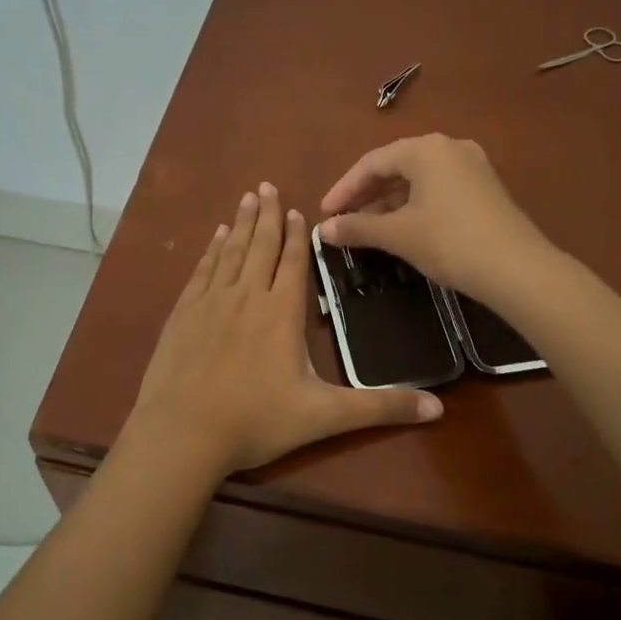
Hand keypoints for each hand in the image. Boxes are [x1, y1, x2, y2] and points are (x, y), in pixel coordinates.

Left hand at [128, 183, 442, 474]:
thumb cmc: (256, 421)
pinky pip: (202, 270)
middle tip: (267, 186)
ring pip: (231, 252)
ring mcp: (210, 302)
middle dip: (267, 215)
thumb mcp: (324, 417)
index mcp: (281, 313)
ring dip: (241, 224)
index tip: (297, 210)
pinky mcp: (182, 314)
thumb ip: (379, 408)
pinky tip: (216, 238)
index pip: (293, 263)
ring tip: (246, 198)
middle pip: (260, 246)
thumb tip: (438, 408)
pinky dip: (212, 250)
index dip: (296, 236)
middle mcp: (246, 296)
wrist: (182, 434)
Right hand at [316, 134, 547, 298]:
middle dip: (366, 195)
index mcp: (426, 149)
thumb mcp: (398, 235)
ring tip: (367, 228)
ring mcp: (472, 166)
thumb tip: (323, 231)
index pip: (372, 163)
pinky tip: (402, 228)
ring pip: (418, 179)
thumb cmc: (450, 242)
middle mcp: (449, 147)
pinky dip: (414, 205)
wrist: (518, 269)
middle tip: (343, 221)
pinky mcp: (485, 188)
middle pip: (395, 167)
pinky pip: (438, 188)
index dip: (344, 189)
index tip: (325, 214)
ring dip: (389, 202)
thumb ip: (357, 227)